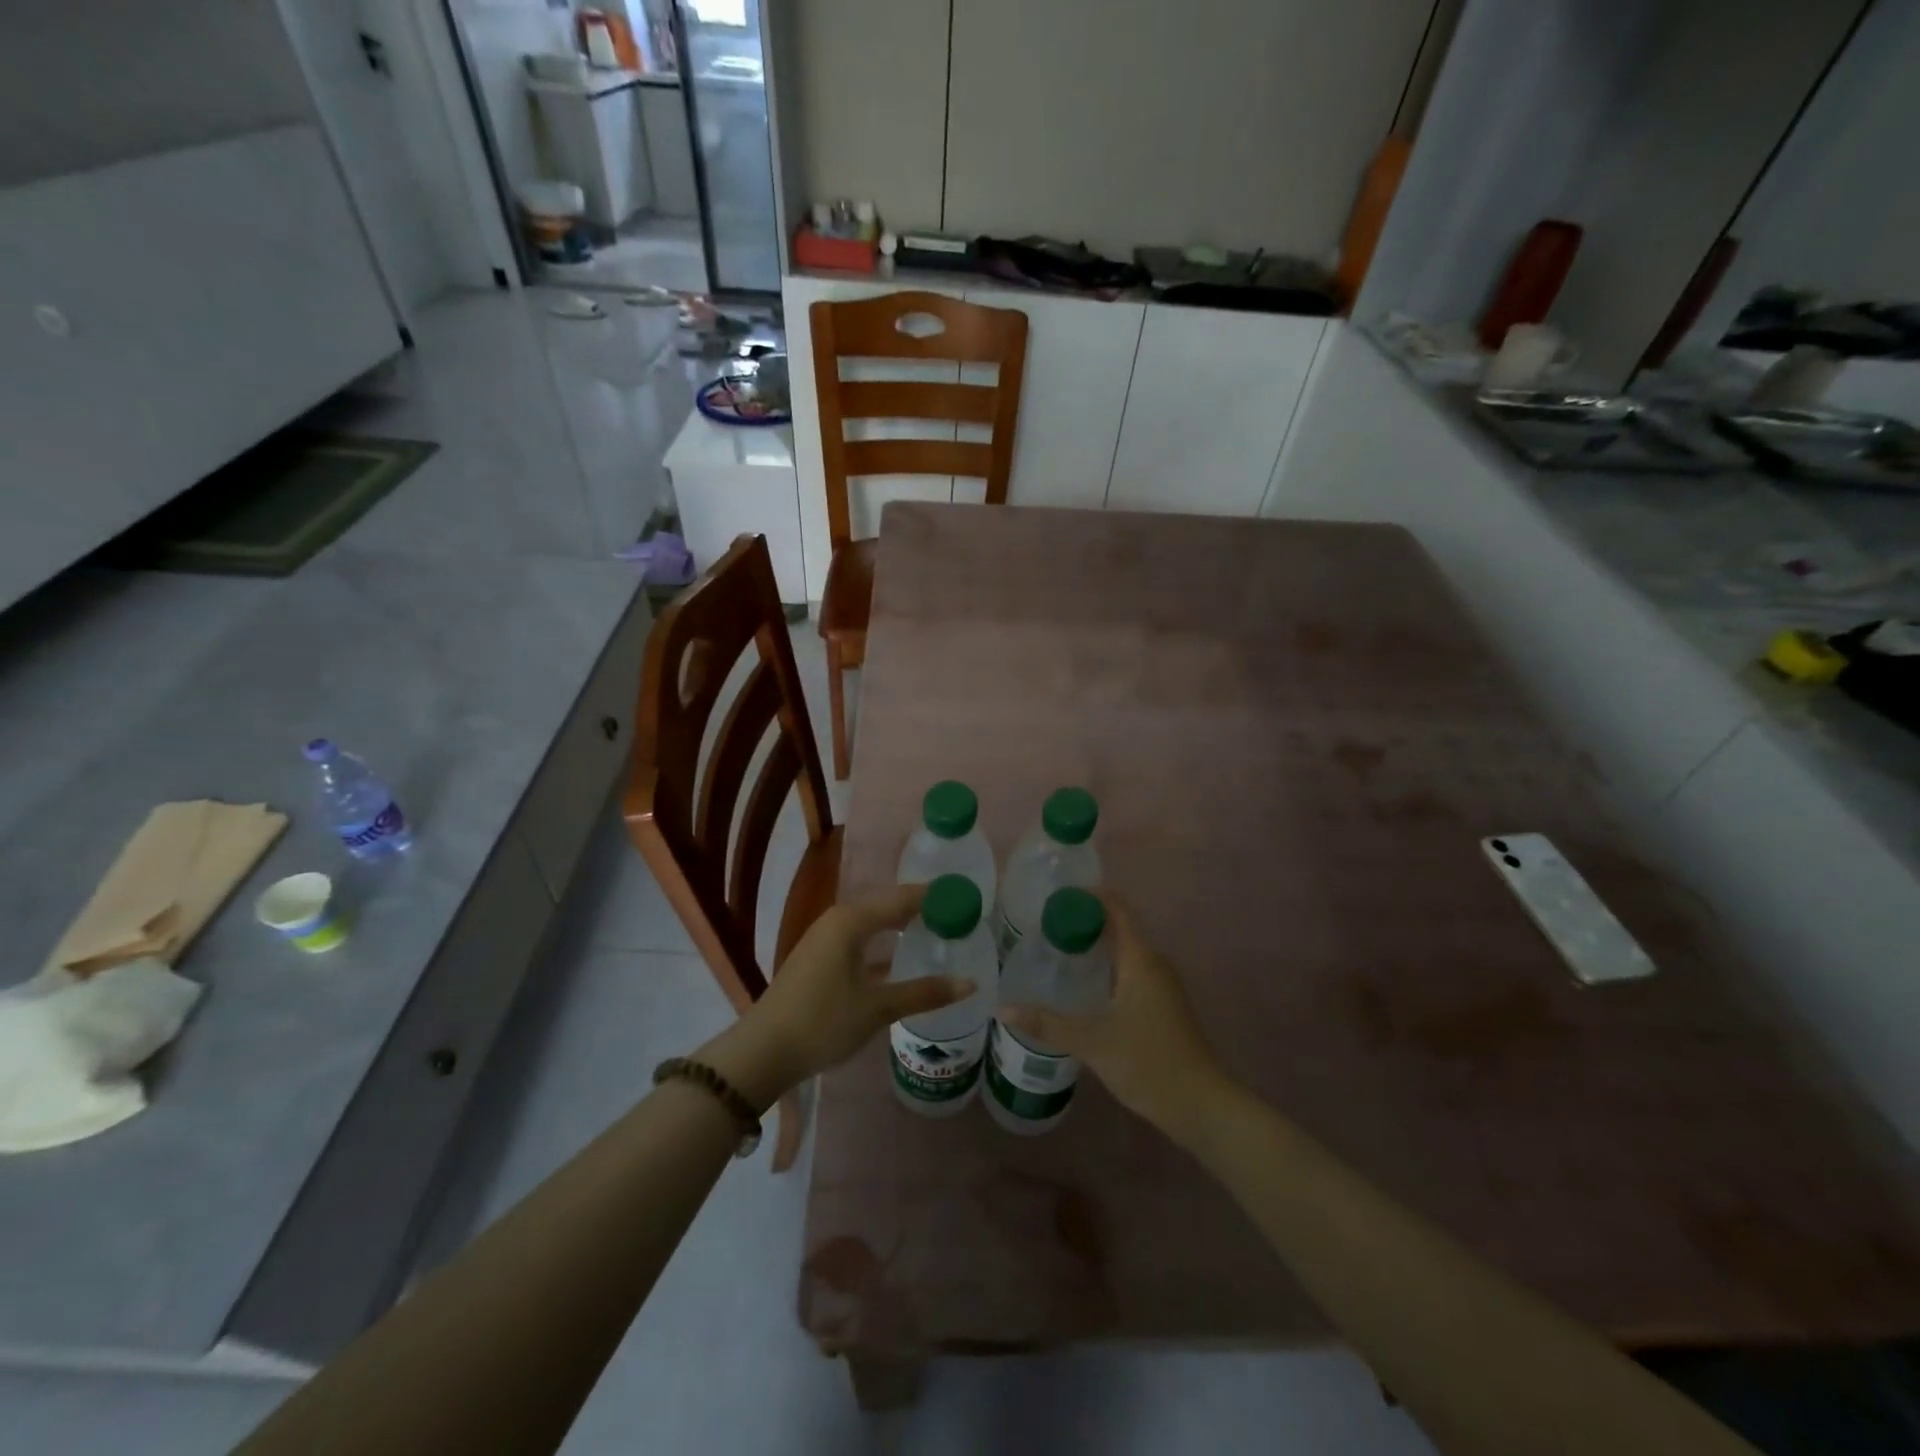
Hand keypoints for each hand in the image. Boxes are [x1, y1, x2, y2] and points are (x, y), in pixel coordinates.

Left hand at [705, 885, 973, 1107]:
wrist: (763, 1052)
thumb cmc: (822, 1022)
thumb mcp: (877, 1008)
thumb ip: (924, 993)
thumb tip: (971, 983)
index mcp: (851, 920)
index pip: (903, 897)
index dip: (935, 896)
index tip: (967, 897)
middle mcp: (838, 920)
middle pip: (888, 905)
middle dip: (922, 909)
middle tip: (959, 916)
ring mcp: (826, 938)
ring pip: (874, 922)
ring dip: (903, 926)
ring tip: (938, 933)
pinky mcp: (820, 958)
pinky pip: (862, 938)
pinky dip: (885, 943)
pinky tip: (904, 959)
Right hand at [1000, 895, 1230, 1139]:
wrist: (1201, 1105)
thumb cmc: (1148, 1063)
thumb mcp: (1092, 1043)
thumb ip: (1048, 1023)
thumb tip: (1003, 1009)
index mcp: (1140, 959)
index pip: (1116, 907)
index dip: (1087, 896)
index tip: (1054, 899)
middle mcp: (1154, 963)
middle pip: (1119, 926)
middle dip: (1084, 921)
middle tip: (1046, 927)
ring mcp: (1163, 984)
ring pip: (1126, 950)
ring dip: (1096, 946)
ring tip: (1057, 952)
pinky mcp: (1164, 1003)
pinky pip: (1132, 969)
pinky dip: (1107, 966)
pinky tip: (1084, 986)